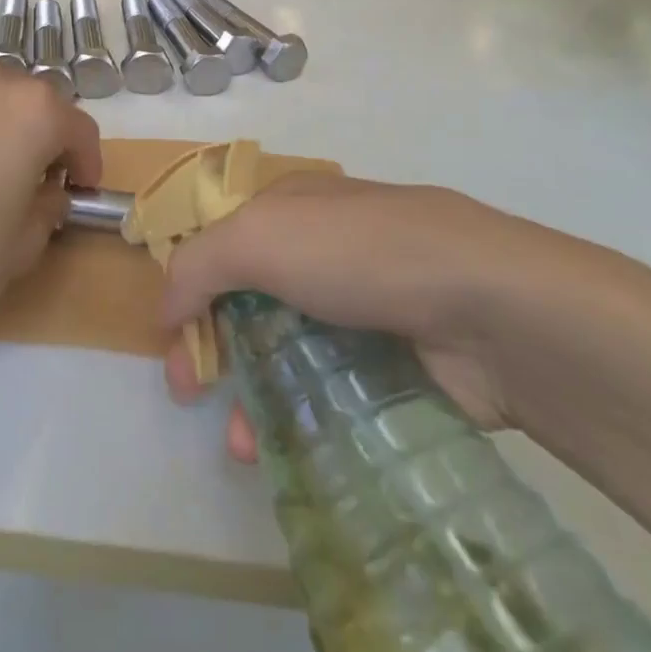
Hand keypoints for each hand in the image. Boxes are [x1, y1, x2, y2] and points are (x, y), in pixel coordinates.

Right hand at [159, 173, 595, 458]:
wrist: (485, 305)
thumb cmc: (357, 254)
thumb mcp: (258, 237)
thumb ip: (198, 265)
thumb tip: (164, 308)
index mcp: (290, 208)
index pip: (221, 244)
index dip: (190, 289)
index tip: (173, 344)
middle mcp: (322, 249)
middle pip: (249, 298)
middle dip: (215, 346)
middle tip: (192, 393)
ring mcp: (363, 304)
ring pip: (288, 349)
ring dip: (254, 391)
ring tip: (243, 441)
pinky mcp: (396, 358)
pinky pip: (332, 387)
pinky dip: (303, 414)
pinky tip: (287, 444)